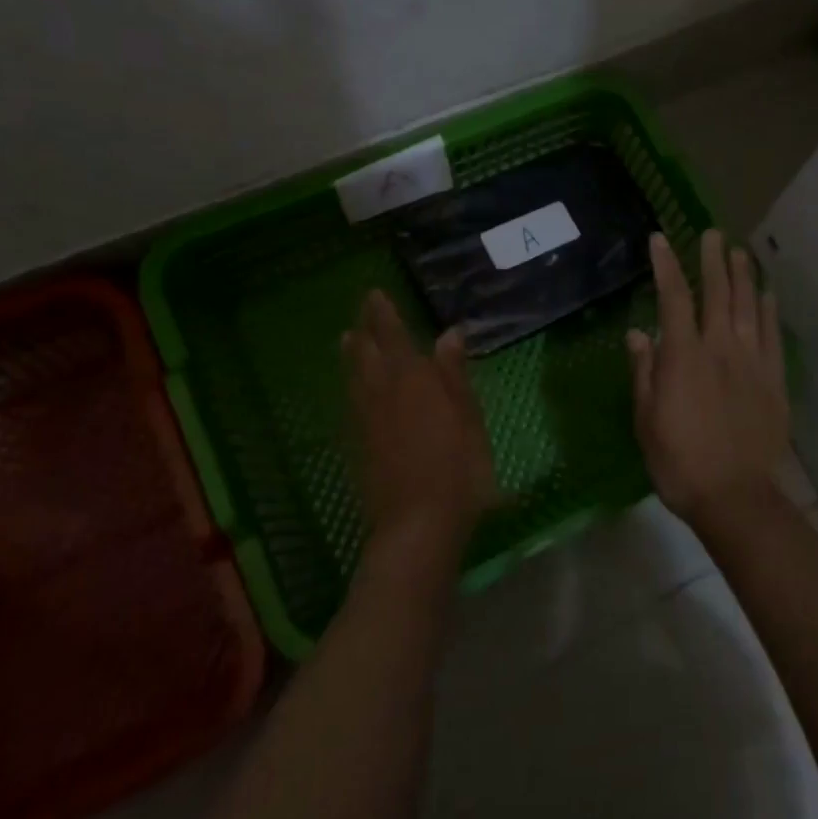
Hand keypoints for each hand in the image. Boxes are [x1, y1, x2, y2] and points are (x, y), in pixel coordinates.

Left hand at [343, 290, 495, 557]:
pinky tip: (354, 387)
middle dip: (366, 329)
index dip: (385, 315)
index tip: (375, 294)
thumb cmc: (457, 469)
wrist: (417, 523)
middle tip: (362, 310)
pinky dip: (351, 383)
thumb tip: (449, 333)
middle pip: (368, 353)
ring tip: (348, 338)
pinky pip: (352, 401)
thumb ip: (454, 375)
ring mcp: (367, 420)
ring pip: (355, 376)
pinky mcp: (359, 444)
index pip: (395, 337)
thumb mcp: (469, 419)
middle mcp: (384, 392)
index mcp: (415, 380)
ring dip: (352, 354)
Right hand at [627, 230, 789, 527]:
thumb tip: (638, 334)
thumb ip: (644, 372)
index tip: (660, 240)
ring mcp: (752, 362)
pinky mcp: (774, 381)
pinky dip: (770, 312)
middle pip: (717, 294)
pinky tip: (768, 295)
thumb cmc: (679, 461)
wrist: (735, 495)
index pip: (673, 299)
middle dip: (712, 261)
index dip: (666, 267)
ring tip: (739, 253)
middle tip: (712, 234)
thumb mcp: (646, 419)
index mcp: (684, 356)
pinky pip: (772, 337)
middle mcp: (720, 349)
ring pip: (748, 308)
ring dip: (743, 277)